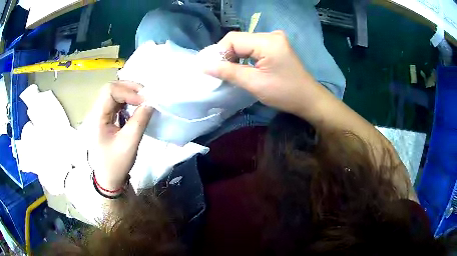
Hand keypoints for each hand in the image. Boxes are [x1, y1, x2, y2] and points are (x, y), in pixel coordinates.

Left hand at [87, 81, 153, 191]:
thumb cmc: (116, 163)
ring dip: (129, 94)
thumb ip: (140, 120)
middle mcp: (96, 112)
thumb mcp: (129, 143)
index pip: (110, 91)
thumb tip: (151, 103)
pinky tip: (136, 106)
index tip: (145, 100)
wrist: (108, 178)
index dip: (128, 91)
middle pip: (111, 89)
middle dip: (130, 88)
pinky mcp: (105, 119)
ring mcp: (100, 115)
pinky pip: (116, 103)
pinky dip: (128, 101)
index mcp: (97, 117)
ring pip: (114, 94)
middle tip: (146, 95)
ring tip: (143, 99)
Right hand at [205, 31, 321, 114]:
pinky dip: (244, 57)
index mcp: (267, 41)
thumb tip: (203, 65)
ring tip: (229, 72)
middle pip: (239, 39)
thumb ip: (228, 71)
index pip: (233, 39)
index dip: (219, 52)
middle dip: (226, 55)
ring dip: (234, 56)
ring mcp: (275, 39)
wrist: (309, 100)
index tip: (213, 69)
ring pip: (245, 43)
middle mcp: (271, 35)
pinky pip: (253, 47)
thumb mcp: (254, 83)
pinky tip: (242, 67)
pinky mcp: (276, 46)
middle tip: (219, 72)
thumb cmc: (285, 93)